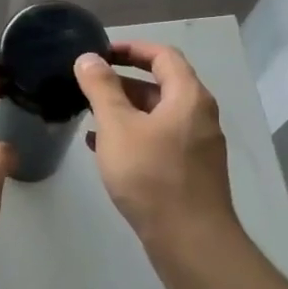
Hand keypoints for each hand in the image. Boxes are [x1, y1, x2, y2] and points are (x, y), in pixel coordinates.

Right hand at [74, 42, 236, 246]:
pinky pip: (158, 140)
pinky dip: (132, 135)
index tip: (100, 53)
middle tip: (88, 85)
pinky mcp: (188, 170)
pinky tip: (102, 148)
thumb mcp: (117, 126)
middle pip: (161, 85)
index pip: (163, 55)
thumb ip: (101, 88)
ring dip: (124, 110)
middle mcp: (199, 116)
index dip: (131, 48)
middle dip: (122, 82)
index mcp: (188, 97)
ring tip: (89, 115)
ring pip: (157, 115)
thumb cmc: (151, 175)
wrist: (189, 239)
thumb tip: (88, 58)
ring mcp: (196, 145)